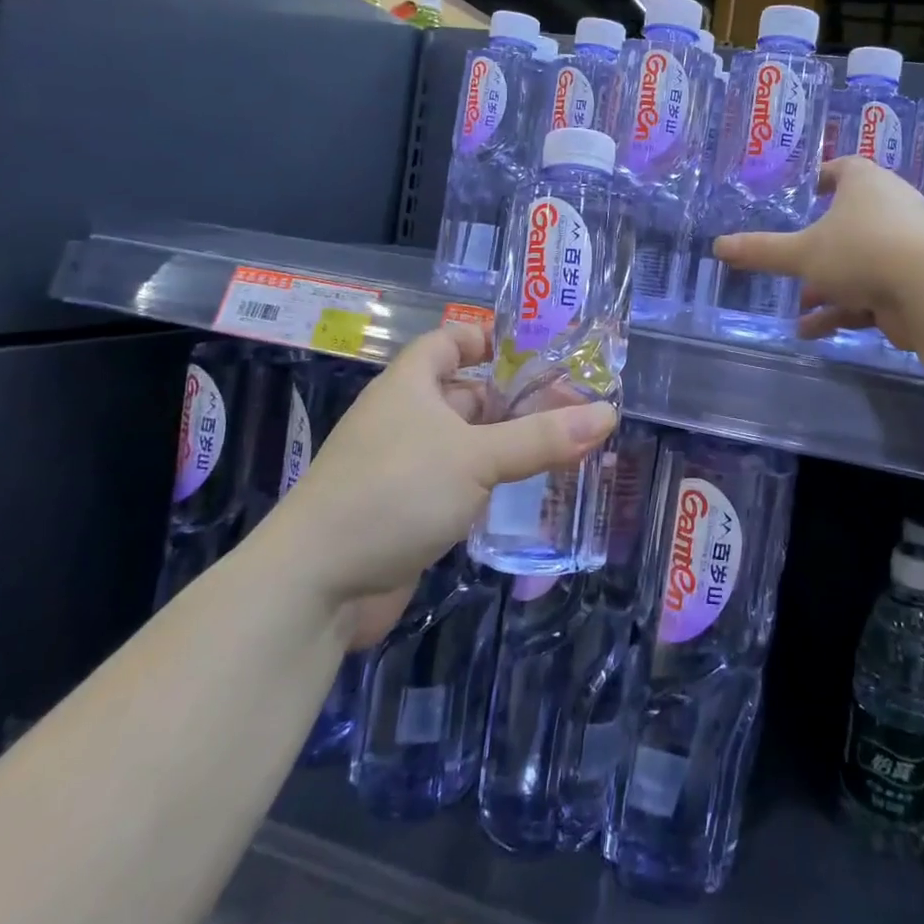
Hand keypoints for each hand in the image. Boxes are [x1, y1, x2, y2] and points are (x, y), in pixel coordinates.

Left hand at [277, 323, 615, 641]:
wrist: (316, 586)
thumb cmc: (395, 492)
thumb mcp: (475, 457)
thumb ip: (542, 437)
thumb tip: (607, 414)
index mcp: (409, 385)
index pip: (448, 341)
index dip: (486, 337)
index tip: (535, 349)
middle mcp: (405, 418)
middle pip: (466, 393)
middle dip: (514, 398)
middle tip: (572, 407)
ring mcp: (403, 467)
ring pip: (465, 442)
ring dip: (506, 445)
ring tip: (564, 448)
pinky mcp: (407, 511)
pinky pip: (457, 483)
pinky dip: (489, 483)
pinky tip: (525, 493)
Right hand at [714, 155, 923, 348]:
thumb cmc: (862, 252)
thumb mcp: (803, 253)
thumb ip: (761, 251)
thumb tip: (717, 246)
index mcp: (866, 184)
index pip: (843, 168)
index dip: (823, 177)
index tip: (808, 190)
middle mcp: (890, 207)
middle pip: (849, 221)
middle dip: (817, 247)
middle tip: (793, 260)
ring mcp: (906, 246)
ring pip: (858, 263)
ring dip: (827, 286)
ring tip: (798, 307)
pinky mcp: (913, 282)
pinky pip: (871, 291)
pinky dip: (844, 309)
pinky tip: (810, 331)